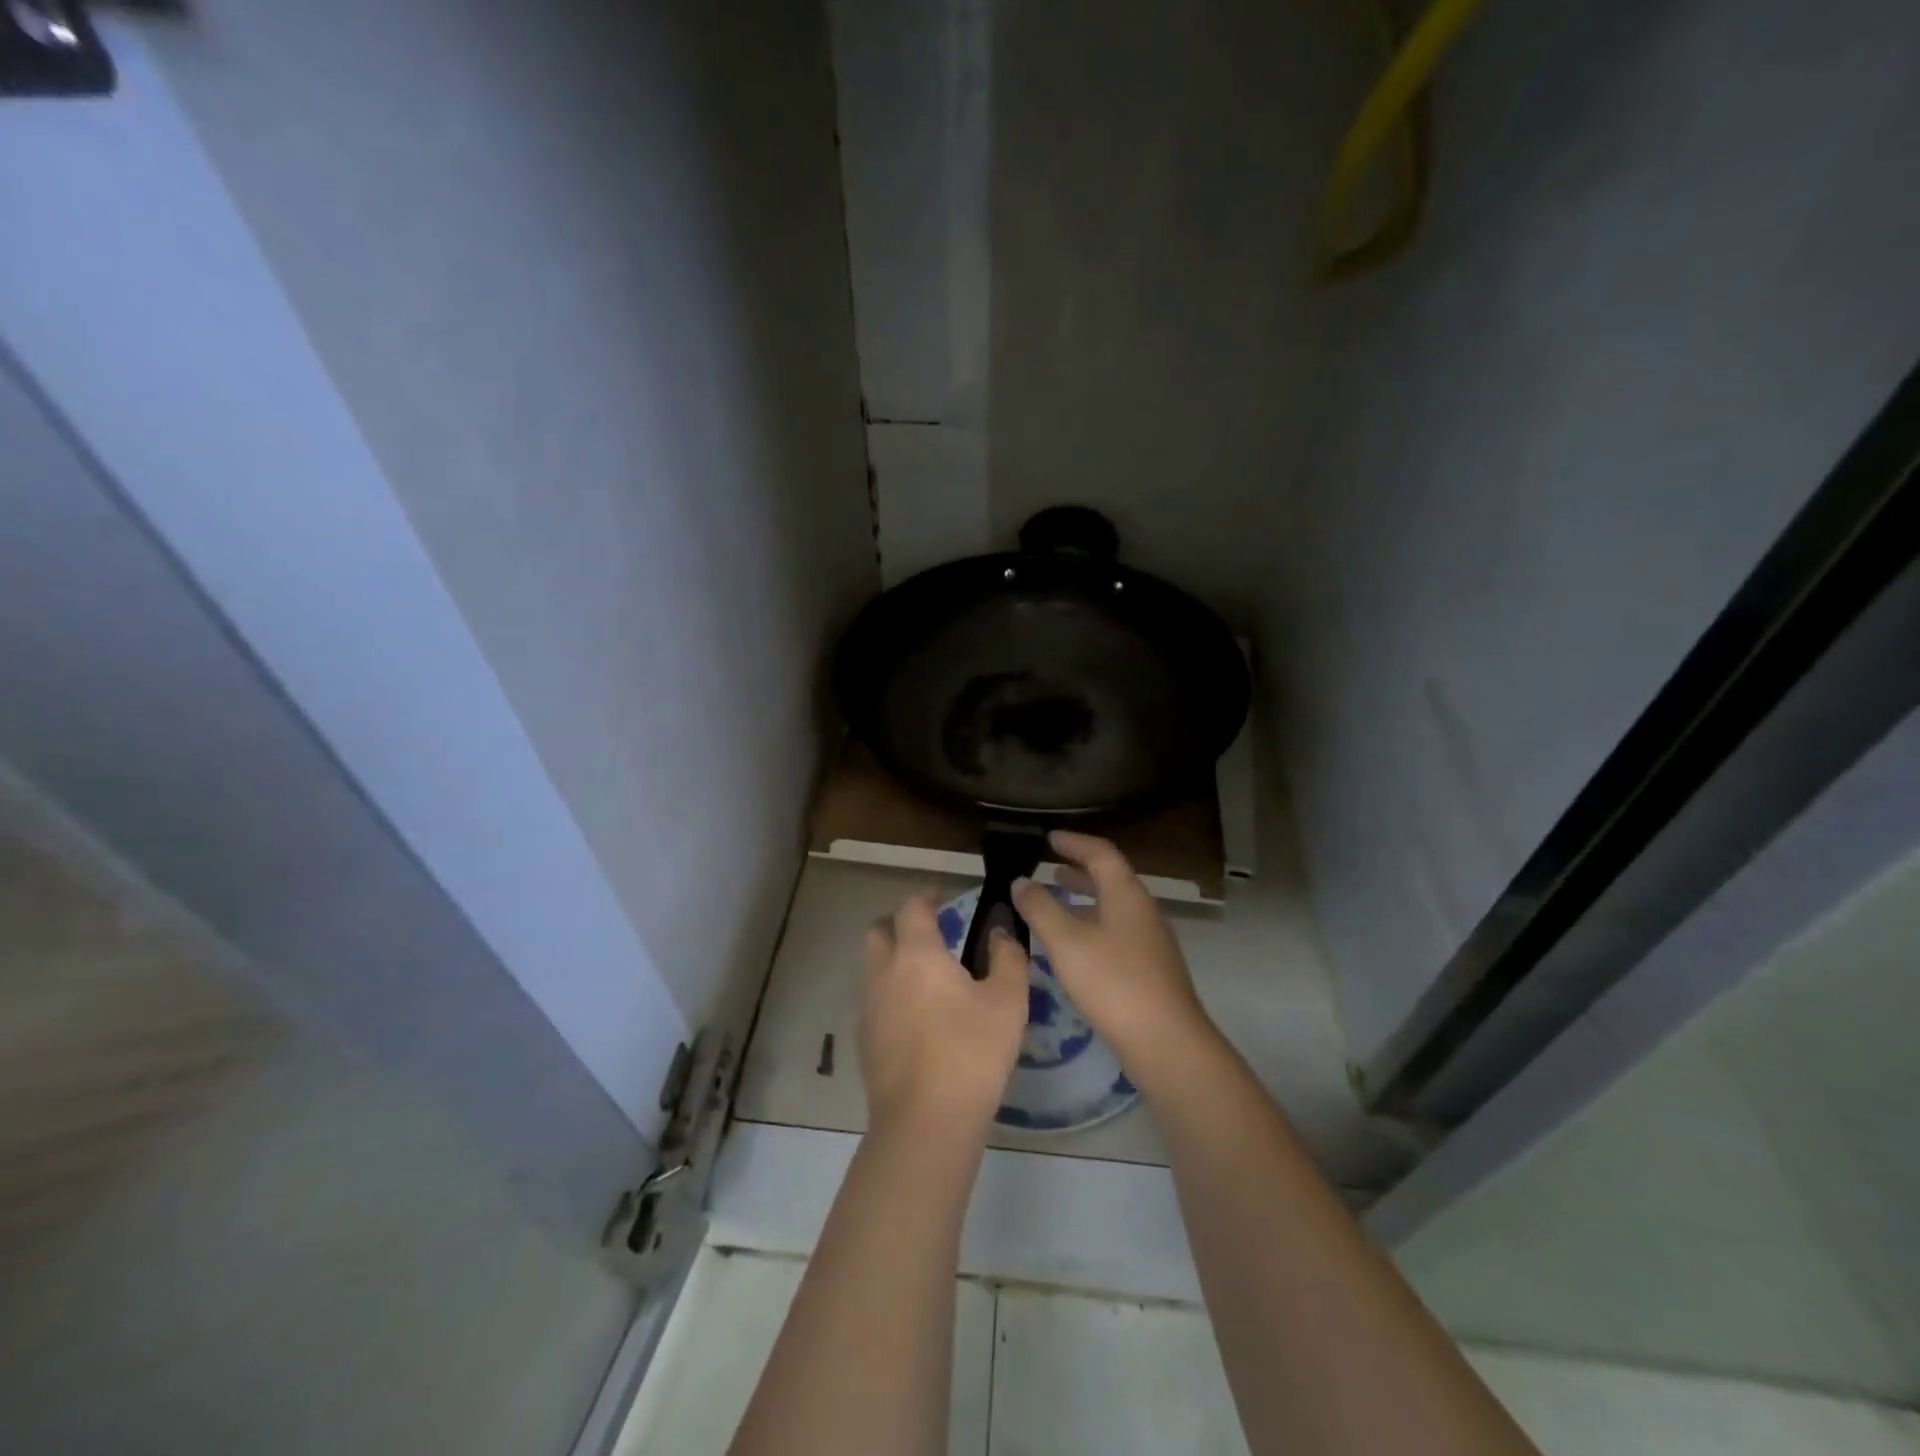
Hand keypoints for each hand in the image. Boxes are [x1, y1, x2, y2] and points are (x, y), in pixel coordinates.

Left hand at [860, 892, 1029, 1135]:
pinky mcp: (864, 1041)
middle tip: (931, 938)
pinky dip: (891, 998)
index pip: (912, 907)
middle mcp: (884, 973)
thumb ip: (1007, 957)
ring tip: (928, 982)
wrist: (926, 1121)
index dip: (927, 897)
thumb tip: (1000, 932)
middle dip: (900, 926)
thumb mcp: (1008, 1001)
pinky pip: (874, 1003)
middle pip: (878, 932)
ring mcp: (869, 1008)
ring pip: (873, 969)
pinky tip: (918, 1022)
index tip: (944, 899)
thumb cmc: (972, 1051)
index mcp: (917, 954)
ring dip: (893, 963)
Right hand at [1013, 831, 1212, 1074]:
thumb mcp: (1067, 942)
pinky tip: (1074, 947)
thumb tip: (1021, 881)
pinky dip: (1092, 925)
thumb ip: (1041, 908)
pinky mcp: (1150, 969)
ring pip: (1113, 908)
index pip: (1101, 853)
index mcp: (1126, 895)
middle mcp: (1143, 911)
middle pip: (1110, 879)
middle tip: (1050, 867)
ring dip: (1084, 900)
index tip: (1049, 837)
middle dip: (1079, 870)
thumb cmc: (1113, 982)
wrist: (1166, 1042)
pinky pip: (1116, 932)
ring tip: (1056, 903)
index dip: (1074, 842)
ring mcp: (1150, 941)